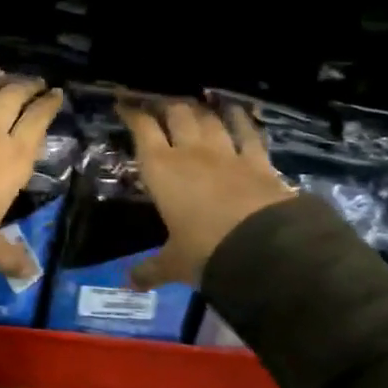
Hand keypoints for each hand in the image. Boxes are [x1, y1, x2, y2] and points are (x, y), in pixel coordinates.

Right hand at [119, 100, 296, 289]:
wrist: (264, 250)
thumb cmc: (205, 252)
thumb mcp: (174, 264)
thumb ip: (150, 269)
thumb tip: (127, 284)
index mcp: (161, 169)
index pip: (142, 129)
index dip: (132, 113)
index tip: (124, 103)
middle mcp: (191, 153)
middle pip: (176, 114)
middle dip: (166, 105)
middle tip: (159, 103)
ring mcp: (227, 154)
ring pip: (209, 119)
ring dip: (200, 109)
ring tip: (194, 103)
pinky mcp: (259, 162)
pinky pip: (248, 133)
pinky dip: (241, 120)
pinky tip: (238, 111)